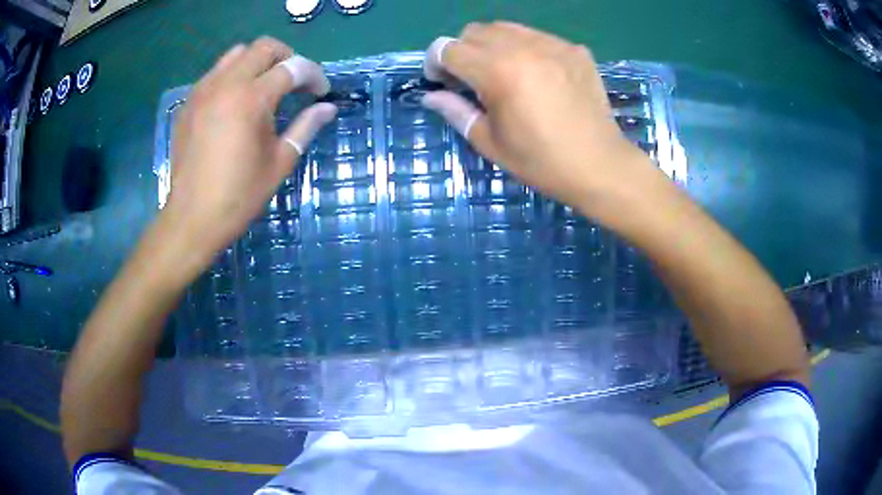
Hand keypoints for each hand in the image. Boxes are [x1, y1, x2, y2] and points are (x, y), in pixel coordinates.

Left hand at [164, 37, 336, 267]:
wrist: (192, 218)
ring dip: (258, 62)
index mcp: (251, 99)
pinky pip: (215, 73)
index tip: (321, 93)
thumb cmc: (239, 195)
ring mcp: (203, 90)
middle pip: (263, 47)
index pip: (292, 67)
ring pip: (236, 53)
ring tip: (265, 86)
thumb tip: (328, 108)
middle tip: (295, 81)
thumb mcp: (280, 162)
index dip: (314, 75)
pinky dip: (233, 75)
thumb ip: (305, 127)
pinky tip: (236, 102)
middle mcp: (226, 84)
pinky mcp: (189, 102)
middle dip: (287, 57)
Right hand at [421, 23, 659, 217]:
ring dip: (492, 45)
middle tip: (472, 79)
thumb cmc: (541, 161)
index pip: (448, 48)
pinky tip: (536, 74)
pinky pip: (536, 36)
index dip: (436, 63)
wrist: (600, 166)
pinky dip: (525, 48)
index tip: (443, 82)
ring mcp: (553, 44)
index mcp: (498, 72)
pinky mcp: (574, 49)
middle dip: (463, 51)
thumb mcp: (490, 143)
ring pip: (505, 27)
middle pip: (474, 31)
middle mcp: (523, 47)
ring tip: (503, 73)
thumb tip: (431, 96)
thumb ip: (456, 111)